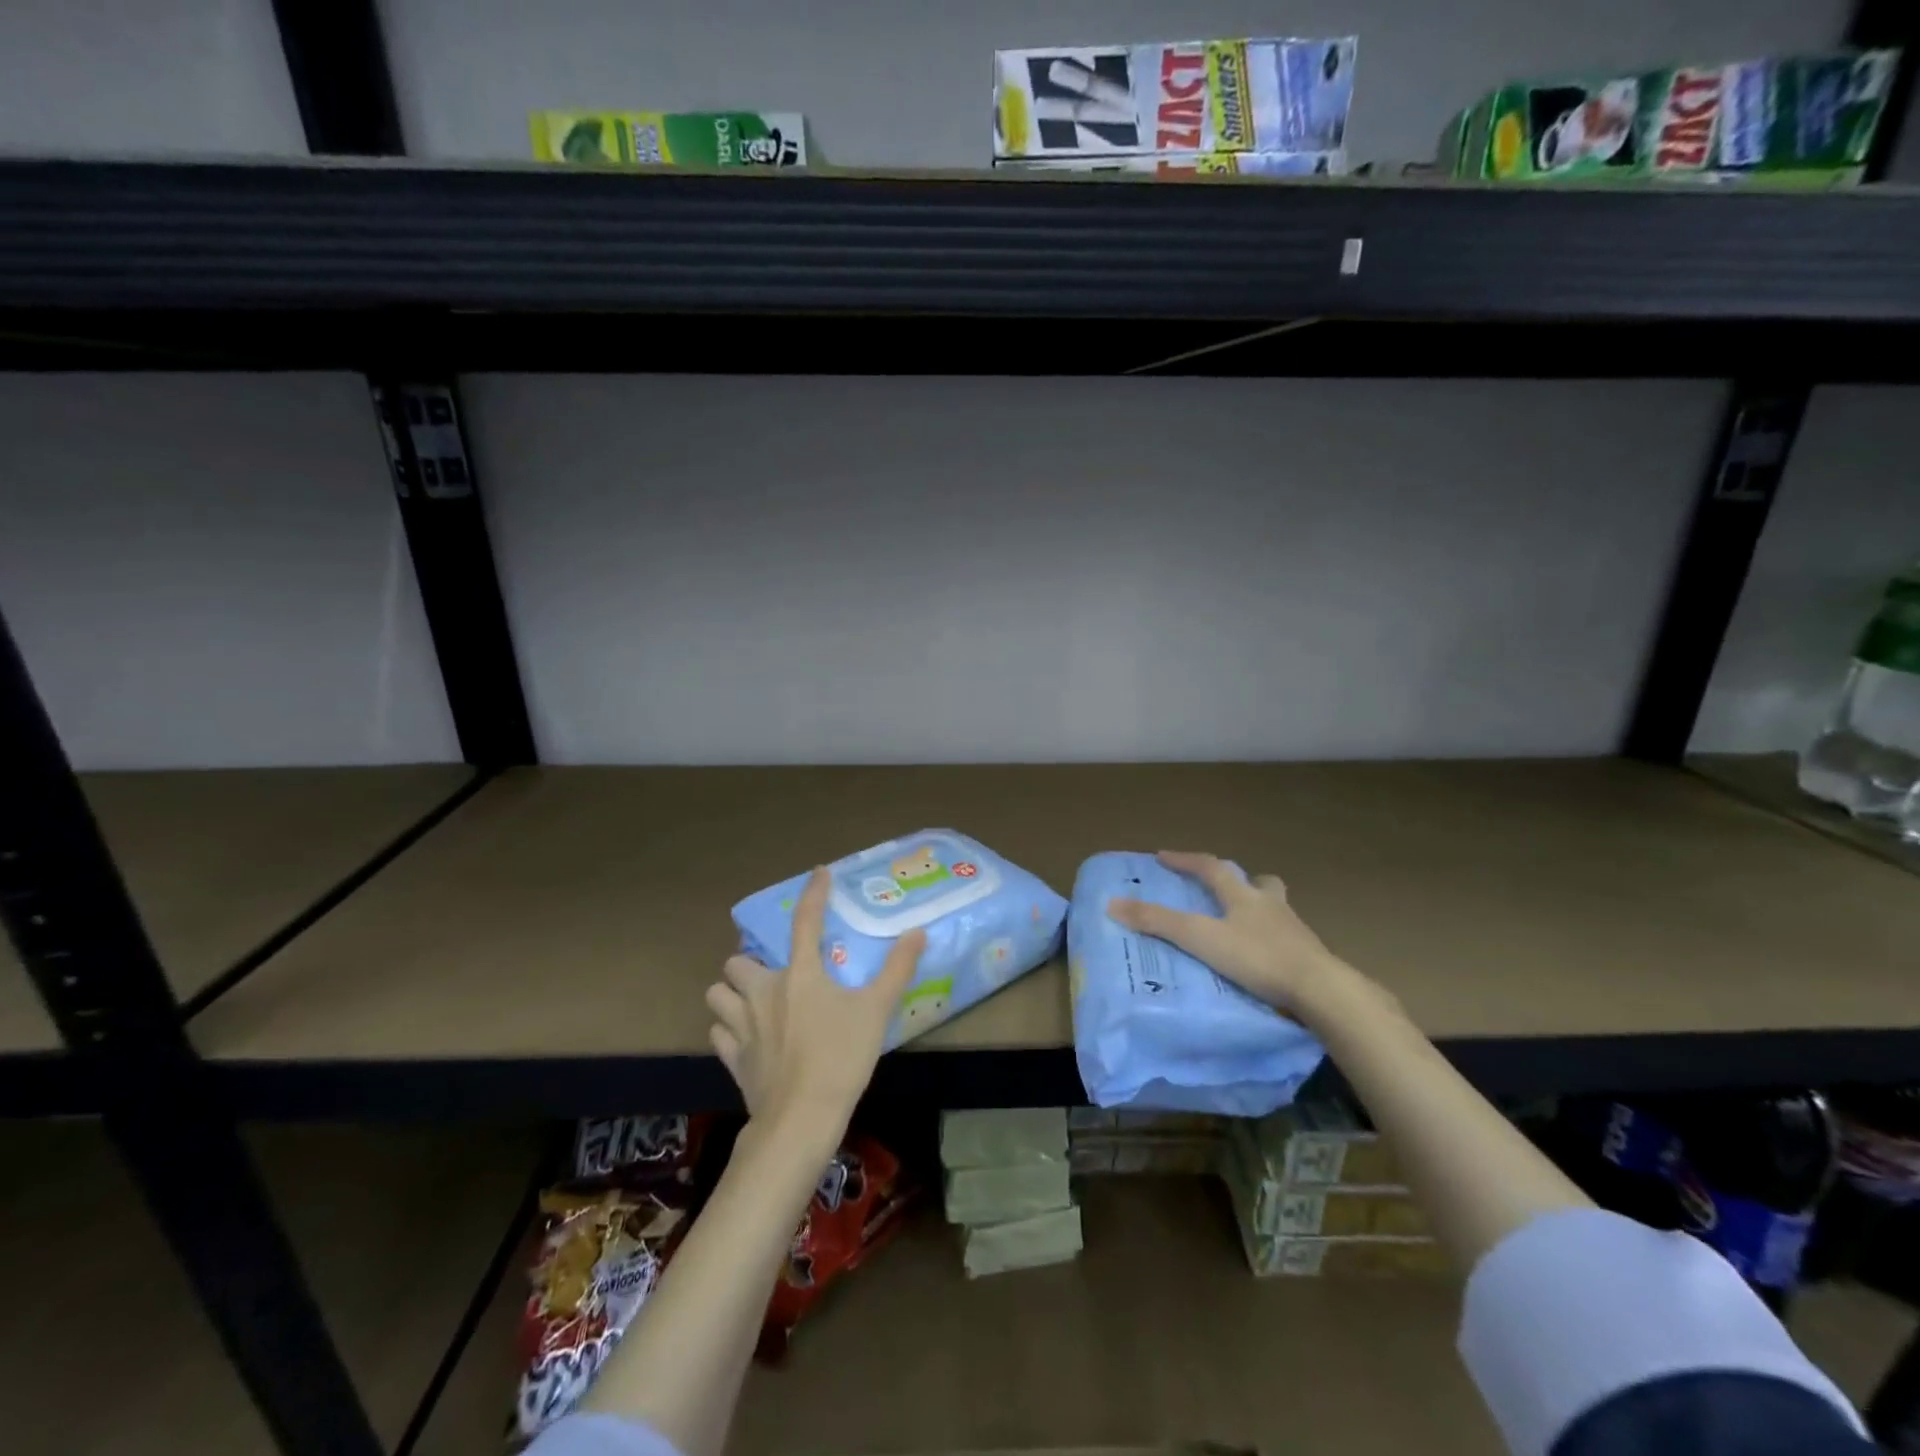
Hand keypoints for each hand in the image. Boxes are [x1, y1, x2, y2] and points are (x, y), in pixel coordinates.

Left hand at [706, 867, 925, 1137]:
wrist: (801, 1119)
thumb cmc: (841, 1058)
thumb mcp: (877, 1011)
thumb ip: (897, 969)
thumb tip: (917, 933)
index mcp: (800, 975)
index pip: (806, 921)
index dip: (814, 893)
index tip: (819, 873)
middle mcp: (763, 992)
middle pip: (738, 961)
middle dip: (750, 963)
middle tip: (772, 973)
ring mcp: (742, 1026)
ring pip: (717, 995)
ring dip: (731, 994)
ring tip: (751, 1002)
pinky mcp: (732, 1058)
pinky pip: (718, 1032)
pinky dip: (728, 1030)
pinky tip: (745, 1037)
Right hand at [1107, 850, 1353, 1017]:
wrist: (1321, 991)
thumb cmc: (1258, 957)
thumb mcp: (1200, 938)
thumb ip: (1158, 922)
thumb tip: (1112, 903)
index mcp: (1243, 895)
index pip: (1211, 867)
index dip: (1186, 860)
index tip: (1163, 856)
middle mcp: (1271, 905)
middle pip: (1258, 882)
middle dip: (1240, 881)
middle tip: (1223, 888)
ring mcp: (1295, 931)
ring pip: (1276, 909)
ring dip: (1260, 910)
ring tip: (1244, 926)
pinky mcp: (1309, 958)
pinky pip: (1287, 940)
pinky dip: (1272, 942)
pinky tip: (1263, 960)